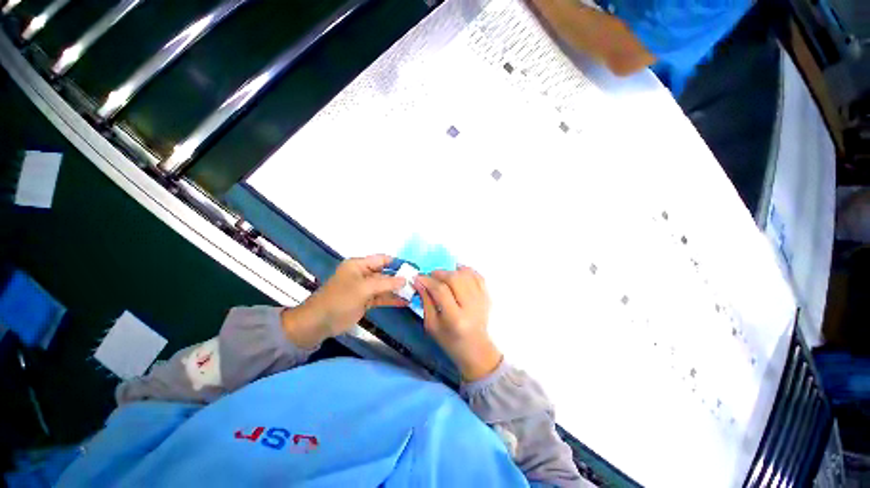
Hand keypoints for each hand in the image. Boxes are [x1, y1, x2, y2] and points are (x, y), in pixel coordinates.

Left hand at [282, 255, 406, 348]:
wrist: (319, 323)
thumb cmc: (339, 300)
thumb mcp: (363, 288)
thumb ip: (385, 283)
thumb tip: (404, 280)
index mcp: (359, 265)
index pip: (383, 259)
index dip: (398, 263)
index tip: (413, 268)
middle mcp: (363, 274)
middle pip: (386, 273)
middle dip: (400, 277)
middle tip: (417, 282)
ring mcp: (365, 288)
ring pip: (385, 286)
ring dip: (398, 289)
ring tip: (415, 293)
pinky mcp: (365, 300)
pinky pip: (382, 297)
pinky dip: (392, 299)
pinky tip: (405, 302)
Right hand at [413, 266, 502, 381]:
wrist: (476, 349)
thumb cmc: (450, 341)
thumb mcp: (432, 325)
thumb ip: (425, 301)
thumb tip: (419, 281)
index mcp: (455, 318)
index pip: (441, 290)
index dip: (428, 280)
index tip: (418, 277)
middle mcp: (470, 307)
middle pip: (455, 278)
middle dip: (439, 273)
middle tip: (431, 276)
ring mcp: (481, 300)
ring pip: (466, 274)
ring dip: (451, 271)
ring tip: (443, 277)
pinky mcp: (487, 296)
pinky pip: (477, 275)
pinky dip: (466, 271)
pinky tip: (457, 274)